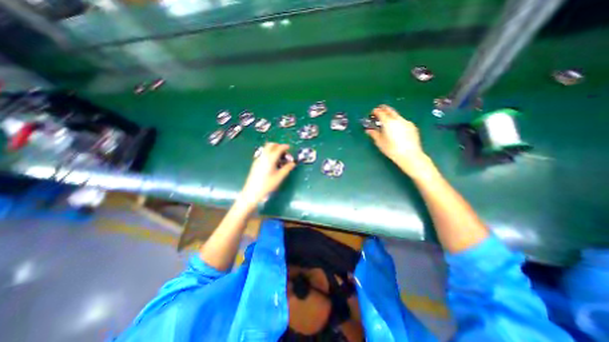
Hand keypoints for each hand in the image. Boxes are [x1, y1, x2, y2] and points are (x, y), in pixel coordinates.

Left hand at [240, 141, 296, 205]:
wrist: (252, 191)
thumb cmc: (267, 185)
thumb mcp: (279, 177)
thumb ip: (287, 168)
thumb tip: (293, 163)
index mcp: (270, 159)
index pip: (278, 148)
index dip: (285, 146)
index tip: (289, 147)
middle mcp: (263, 156)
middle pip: (271, 145)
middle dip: (278, 146)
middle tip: (284, 152)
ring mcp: (258, 159)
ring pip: (266, 148)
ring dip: (273, 149)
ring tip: (279, 157)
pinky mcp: (256, 162)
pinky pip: (263, 153)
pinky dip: (269, 153)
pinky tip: (273, 162)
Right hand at [366, 105, 431, 177]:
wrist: (410, 155)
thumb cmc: (392, 149)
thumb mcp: (380, 142)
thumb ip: (374, 134)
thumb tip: (368, 130)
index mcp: (388, 122)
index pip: (380, 112)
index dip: (375, 111)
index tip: (372, 113)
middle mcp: (398, 119)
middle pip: (390, 110)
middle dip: (383, 109)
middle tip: (379, 112)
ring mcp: (406, 122)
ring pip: (397, 116)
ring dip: (391, 117)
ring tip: (387, 123)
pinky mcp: (412, 127)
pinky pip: (403, 122)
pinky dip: (398, 123)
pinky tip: (397, 130)